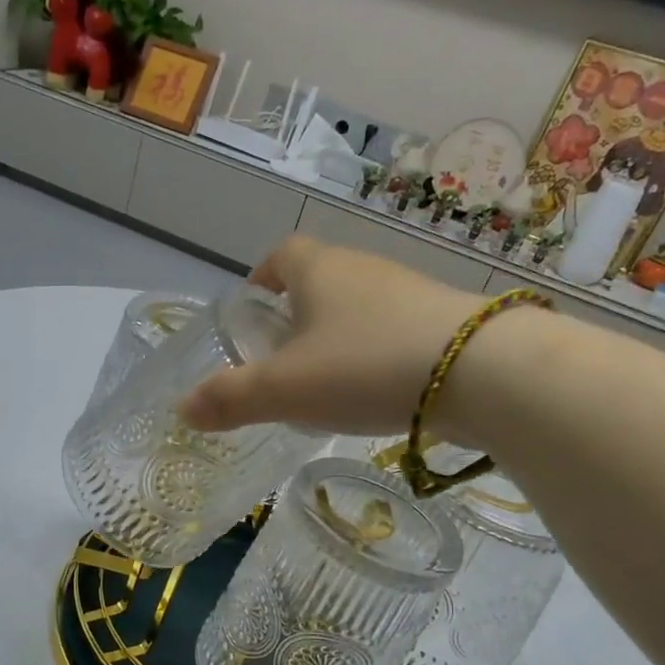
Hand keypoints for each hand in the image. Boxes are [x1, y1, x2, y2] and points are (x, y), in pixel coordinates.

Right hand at [178, 237, 488, 436]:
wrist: (482, 371)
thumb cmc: (365, 366)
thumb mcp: (285, 389)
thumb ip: (231, 398)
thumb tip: (182, 409)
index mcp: (319, 271)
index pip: (281, 255)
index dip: (261, 278)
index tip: (253, 310)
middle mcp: (363, 269)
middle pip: (320, 280)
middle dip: (296, 313)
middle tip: (281, 358)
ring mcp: (408, 292)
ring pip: (359, 306)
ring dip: (338, 335)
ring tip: (326, 381)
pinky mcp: (443, 320)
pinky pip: (394, 329)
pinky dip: (375, 352)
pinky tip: (377, 390)